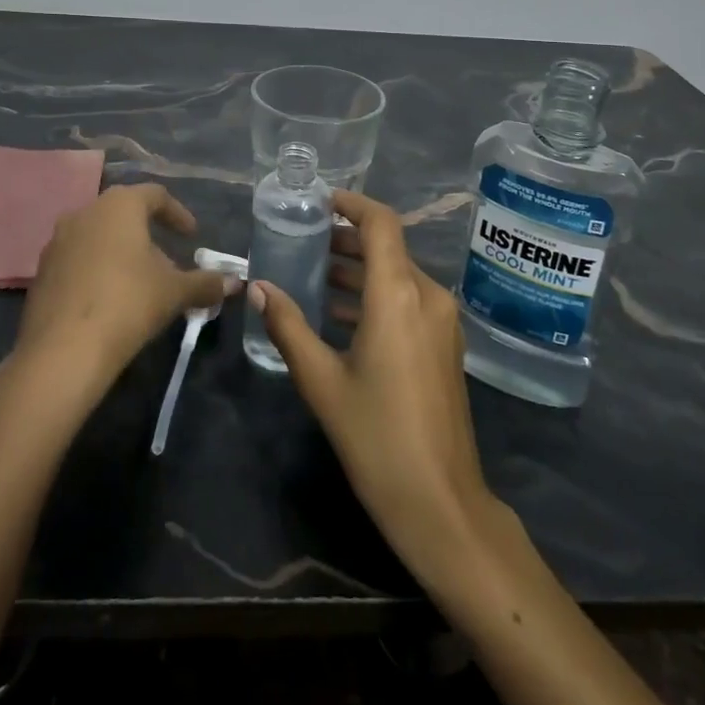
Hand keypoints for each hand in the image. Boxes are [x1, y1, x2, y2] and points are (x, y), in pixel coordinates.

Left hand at [12, 184, 236, 398]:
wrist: (63, 351)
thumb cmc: (128, 304)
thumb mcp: (175, 292)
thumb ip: (206, 282)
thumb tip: (236, 283)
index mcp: (119, 205)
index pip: (155, 195)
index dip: (177, 213)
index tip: (192, 236)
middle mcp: (85, 212)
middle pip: (123, 213)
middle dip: (148, 234)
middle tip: (168, 260)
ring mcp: (58, 241)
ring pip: (98, 235)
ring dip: (121, 251)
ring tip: (140, 281)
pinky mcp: (42, 271)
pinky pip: (78, 259)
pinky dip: (97, 269)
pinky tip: (109, 298)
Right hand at [249, 191, 503, 583]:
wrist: (440, 502)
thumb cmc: (376, 437)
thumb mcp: (322, 381)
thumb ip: (288, 326)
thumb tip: (258, 287)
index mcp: (398, 294)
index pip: (381, 223)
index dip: (352, 204)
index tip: (319, 202)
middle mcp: (427, 296)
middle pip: (388, 247)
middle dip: (347, 240)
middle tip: (304, 242)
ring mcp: (443, 321)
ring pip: (398, 275)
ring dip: (359, 270)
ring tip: (314, 276)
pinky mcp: (446, 344)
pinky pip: (408, 300)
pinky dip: (376, 295)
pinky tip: (341, 316)